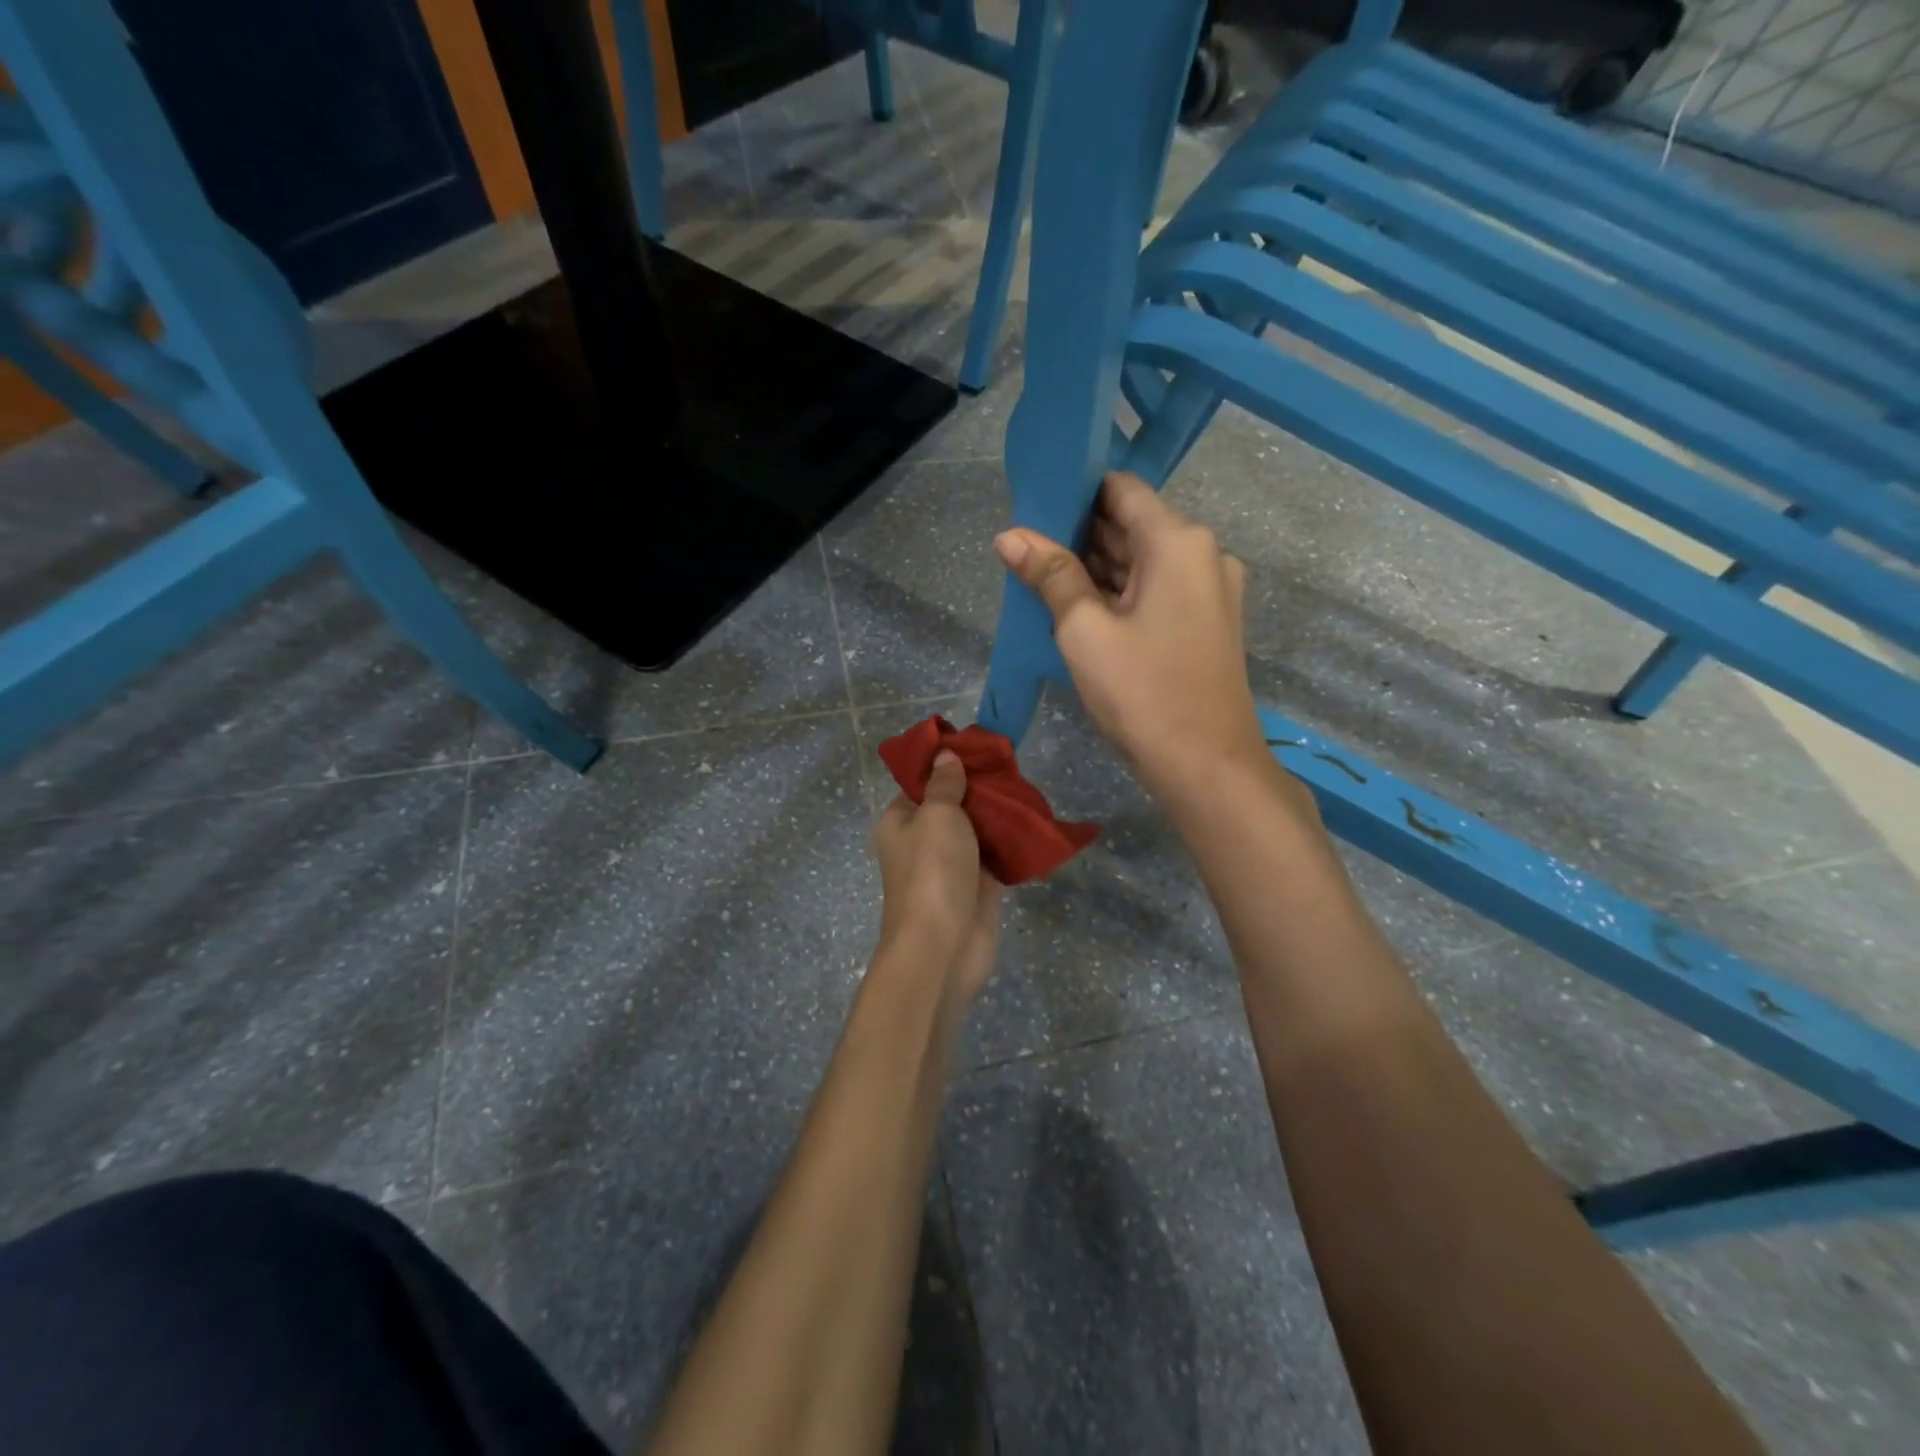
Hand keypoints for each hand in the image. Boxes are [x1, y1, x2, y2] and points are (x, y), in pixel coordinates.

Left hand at [872, 750, 1002, 1009]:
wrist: (943, 947)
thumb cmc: (932, 870)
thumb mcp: (937, 814)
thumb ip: (945, 784)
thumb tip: (944, 755)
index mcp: (900, 821)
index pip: (921, 782)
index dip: (946, 763)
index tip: (978, 747)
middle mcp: (923, 840)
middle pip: (953, 804)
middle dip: (979, 787)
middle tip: (1011, 765)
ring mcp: (951, 865)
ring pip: (977, 830)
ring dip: (999, 814)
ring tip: (1028, 788)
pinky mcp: (978, 887)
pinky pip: (996, 856)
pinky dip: (1011, 843)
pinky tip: (1034, 823)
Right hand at [994, 473, 1269, 804]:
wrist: (1208, 767)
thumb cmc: (1143, 692)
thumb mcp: (1085, 631)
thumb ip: (1050, 575)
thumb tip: (1009, 535)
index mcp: (1178, 541)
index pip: (1121, 490)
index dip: (1076, 492)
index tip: (1032, 505)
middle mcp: (1203, 554)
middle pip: (1132, 525)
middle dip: (1079, 534)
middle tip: (1024, 545)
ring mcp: (1209, 590)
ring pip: (1142, 562)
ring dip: (1096, 567)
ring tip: (1040, 574)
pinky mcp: (1206, 623)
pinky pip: (1155, 591)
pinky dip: (1119, 593)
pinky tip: (1076, 606)